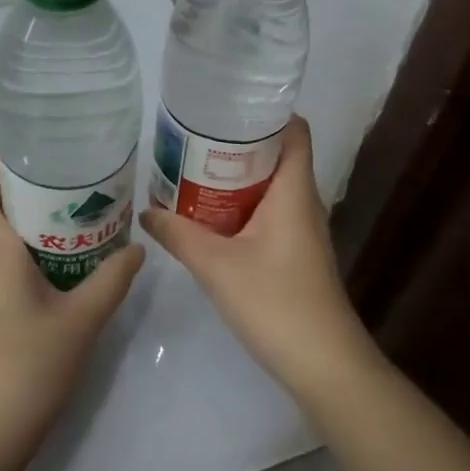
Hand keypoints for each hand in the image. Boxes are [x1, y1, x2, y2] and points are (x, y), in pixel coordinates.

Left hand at [0, 159, 145, 468]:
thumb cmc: (27, 365)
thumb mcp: (82, 319)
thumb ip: (112, 279)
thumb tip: (137, 248)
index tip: (40, 161)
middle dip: (20, 187)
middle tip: (69, 187)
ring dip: (21, 217)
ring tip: (72, 218)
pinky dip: (20, 246)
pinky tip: (60, 263)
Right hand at [140, 116, 374, 402]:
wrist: (323, 364)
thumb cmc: (276, 303)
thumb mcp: (216, 266)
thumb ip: (178, 235)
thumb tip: (146, 212)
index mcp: (294, 190)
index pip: (293, 130)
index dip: (265, 112)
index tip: (223, 106)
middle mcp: (302, 202)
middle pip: (275, 154)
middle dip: (235, 144)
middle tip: (191, 138)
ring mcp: (300, 229)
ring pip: (268, 186)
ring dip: (234, 177)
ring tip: (191, 170)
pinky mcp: (294, 253)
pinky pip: (266, 213)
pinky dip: (239, 206)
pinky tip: (207, 217)